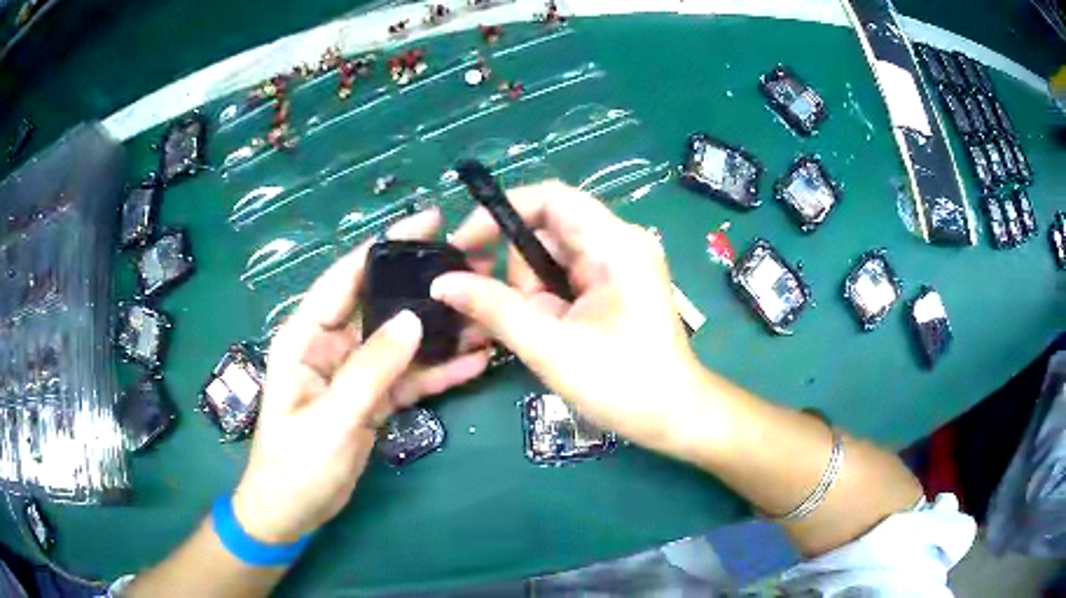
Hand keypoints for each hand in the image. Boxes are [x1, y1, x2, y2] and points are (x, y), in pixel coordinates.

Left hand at [233, 209, 490, 543]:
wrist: (291, 513)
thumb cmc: (295, 466)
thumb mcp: (330, 420)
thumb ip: (369, 371)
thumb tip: (413, 319)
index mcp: (305, 338)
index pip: (345, 278)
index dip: (384, 246)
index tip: (429, 222)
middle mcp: (331, 346)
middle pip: (380, 304)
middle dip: (423, 286)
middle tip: (473, 268)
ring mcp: (354, 373)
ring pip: (401, 342)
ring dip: (439, 331)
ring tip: (485, 314)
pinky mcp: (372, 399)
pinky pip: (408, 377)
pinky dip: (438, 370)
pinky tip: (474, 362)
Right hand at [433, 181, 708, 456]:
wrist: (674, 416)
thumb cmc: (623, 385)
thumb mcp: (550, 347)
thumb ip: (494, 309)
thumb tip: (442, 283)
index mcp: (615, 244)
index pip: (550, 197)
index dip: (502, 212)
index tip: (466, 246)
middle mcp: (620, 241)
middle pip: (547, 229)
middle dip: (518, 270)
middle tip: (509, 313)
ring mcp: (620, 262)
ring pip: (552, 256)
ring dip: (532, 292)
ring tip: (542, 334)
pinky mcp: (615, 283)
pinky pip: (566, 276)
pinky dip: (546, 300)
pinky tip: (549, 331)